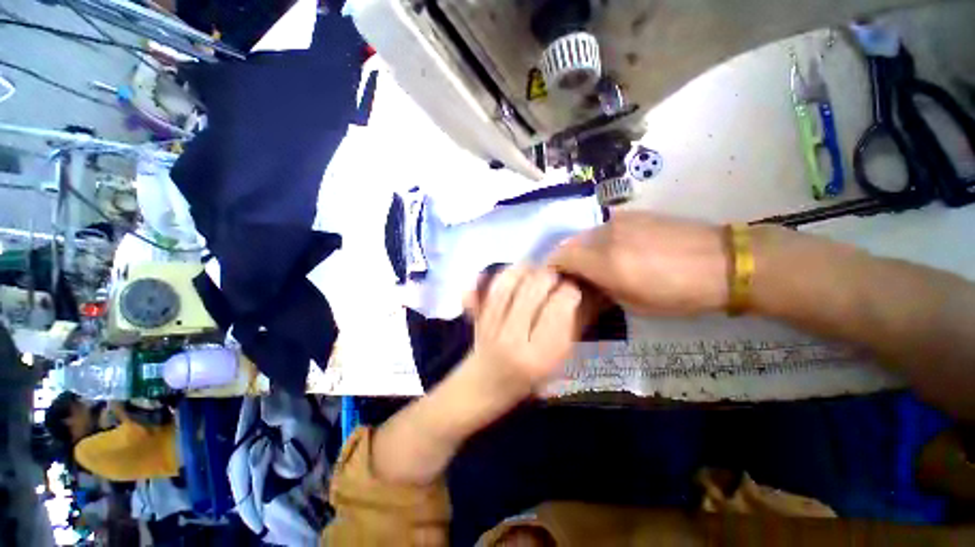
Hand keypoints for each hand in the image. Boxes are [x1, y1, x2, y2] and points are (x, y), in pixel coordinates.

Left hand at [464, 266, 581, 399]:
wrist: (485, 385)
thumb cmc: (529, 379)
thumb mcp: (558, 360)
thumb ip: (571, 326)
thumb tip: (586, 293)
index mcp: (538, 355)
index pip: (559, 307)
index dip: (570, 291)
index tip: (574, 289)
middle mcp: (512, 338)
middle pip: (534, 288)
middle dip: (550, 276)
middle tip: (557, 278)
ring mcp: (491, 325)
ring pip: (511, 281)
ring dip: (528, 271)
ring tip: (538, 273)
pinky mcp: (478, 316)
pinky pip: (491, 286)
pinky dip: (506, 274)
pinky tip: (518, 274)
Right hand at [547, 212, 729, 315]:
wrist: (725, 261)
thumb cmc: (679, 293)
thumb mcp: (634, 305)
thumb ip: (602, 290)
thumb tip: (587, 282)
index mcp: (604, 261)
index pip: (561, 257)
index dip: (554, 268)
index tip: (558, 280)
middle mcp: (606, 235)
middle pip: (570, 243)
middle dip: (567, 259)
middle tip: (577, 275)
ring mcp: (620, 221)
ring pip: (587, 234)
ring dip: (584, 249)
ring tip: (598, 264)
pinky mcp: (634, 214)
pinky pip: (605, 228)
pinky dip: (600, 240)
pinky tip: (617, 251)